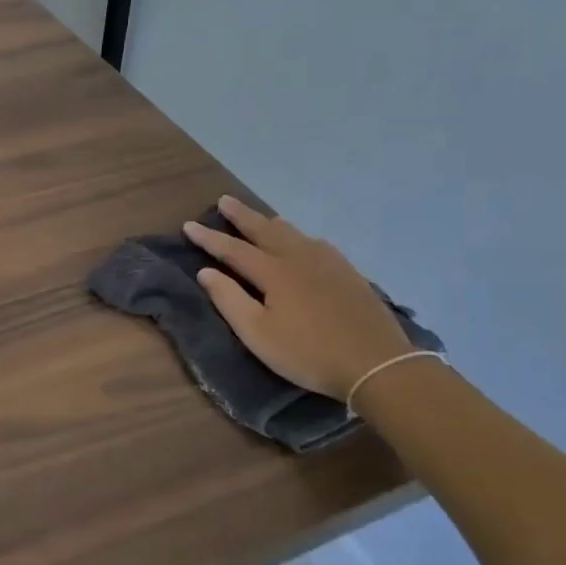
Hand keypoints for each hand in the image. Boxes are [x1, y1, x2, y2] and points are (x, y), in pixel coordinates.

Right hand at [184, 197, 412, 401]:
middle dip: (241, 216)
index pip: (232, 249)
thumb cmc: (308, 352)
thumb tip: (206, 271)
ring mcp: (327, 263)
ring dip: (270, 222)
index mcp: (273, 272)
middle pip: (265, 229)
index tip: (189, 225)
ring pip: (293, 233)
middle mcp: (298, 258)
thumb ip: (229, 300)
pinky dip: (298, 236)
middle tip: (224, 201)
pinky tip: (303, 241)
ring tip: (259, 216)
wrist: (376, 363)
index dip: (209, 237)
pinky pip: (316, 243)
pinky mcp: (348, 273)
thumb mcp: (258, 334)